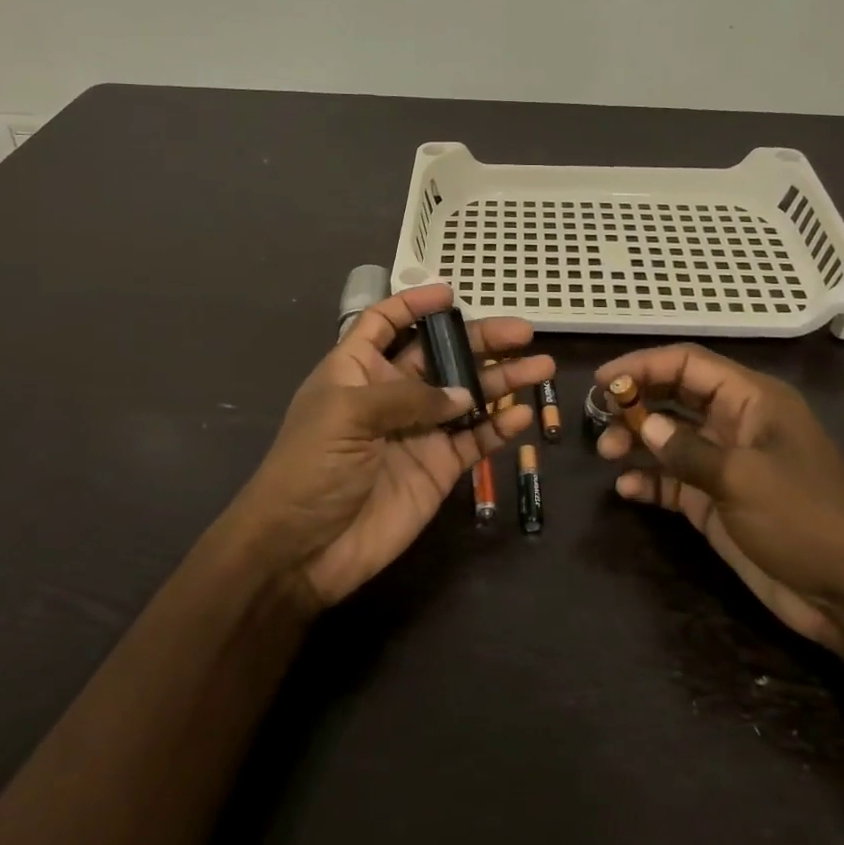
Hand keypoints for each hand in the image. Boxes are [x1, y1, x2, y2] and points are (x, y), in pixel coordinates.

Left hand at [229, 283, 550, 608]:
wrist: (302, 550)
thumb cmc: (311, 467)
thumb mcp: (348, 414)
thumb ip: (409, 397)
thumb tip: (464, 396)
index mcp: (357, 370)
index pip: (386, 323)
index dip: (414, 305)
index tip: (451, 294)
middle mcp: (390, 394)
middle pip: (440, 355)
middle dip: (479, 340)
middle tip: (523, 332)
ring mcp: (418, 431)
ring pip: (467, 395)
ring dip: (502, 380)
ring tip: (541, 366)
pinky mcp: (437, 468)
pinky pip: (475, 440)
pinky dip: (500, 427)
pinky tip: (524, 415)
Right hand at [595, 344, 843, 651]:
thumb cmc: (804, 518)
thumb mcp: (743, 478)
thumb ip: (687, 449)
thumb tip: (643, 425)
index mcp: (752, 400)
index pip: (689, 364)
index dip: (645, 365)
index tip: (604, 380)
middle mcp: (735, 423)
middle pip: (674, 397)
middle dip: (636, 402)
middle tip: (598, 417)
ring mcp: (725, 463)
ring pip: (668, 438)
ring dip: (636, 441)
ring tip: (607, 454)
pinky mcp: (716, 501)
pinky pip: (673, 480)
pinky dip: (649, 481)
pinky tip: (627, 491)